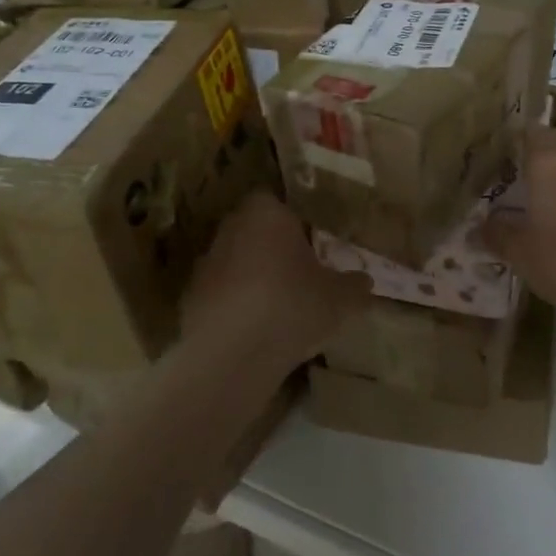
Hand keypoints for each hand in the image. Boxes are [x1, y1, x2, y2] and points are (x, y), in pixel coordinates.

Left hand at [179, 192, 371, 382]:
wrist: (232, 353)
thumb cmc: (292, 306)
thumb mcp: (341, 299)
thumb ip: (355, 285)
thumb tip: (364, 281)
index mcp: (266, 213)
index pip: (277, 202)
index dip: (294, 222)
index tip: (312, 244)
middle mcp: (231, 228)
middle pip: (255, 231)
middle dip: (274, 249)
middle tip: (300, 274)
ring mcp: (206, 262)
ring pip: (237, 262)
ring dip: (253, 278)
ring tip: (279, 308)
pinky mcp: (191, 297)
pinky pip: (222, 294)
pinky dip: (236, 307)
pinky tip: (255, 331)